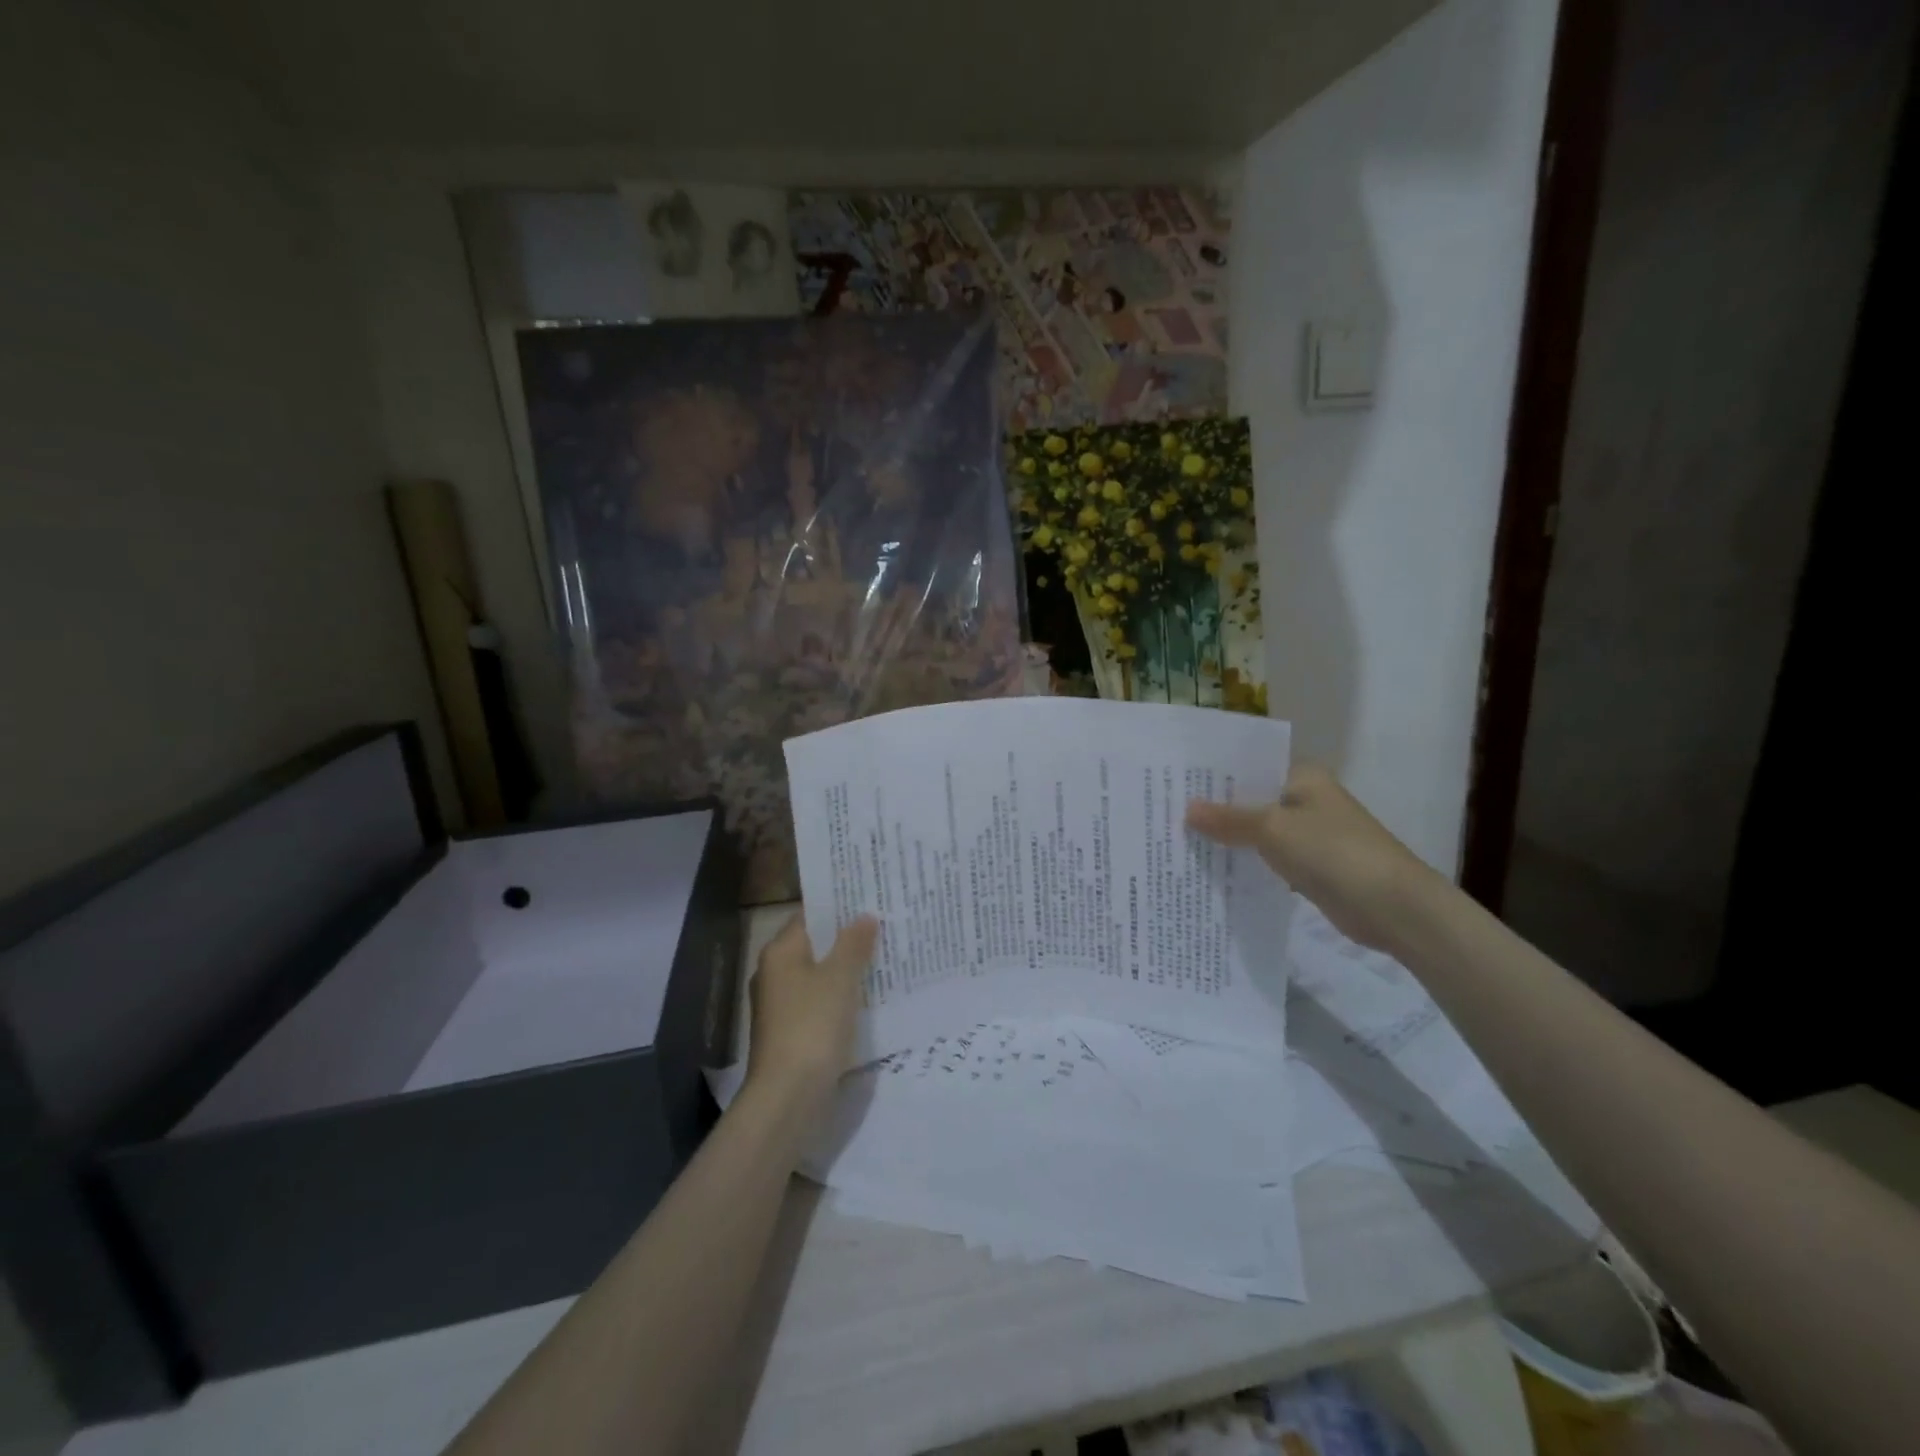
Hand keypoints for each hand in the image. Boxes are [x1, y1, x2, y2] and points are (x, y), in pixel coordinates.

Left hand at [744, 913, 878, 1109]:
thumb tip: (863, 917)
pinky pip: (820, 1003)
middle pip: (815, 946)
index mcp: (780, 952)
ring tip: (885, 959)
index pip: (810, 916)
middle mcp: (775, 974)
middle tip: (885, 927)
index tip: (870, 900)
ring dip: (847, 970)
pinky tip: (869, 998)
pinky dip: (841, 998)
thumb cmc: (812, 1025)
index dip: (839, 907)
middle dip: (848, 939)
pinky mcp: (792, 1033)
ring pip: (820, 976)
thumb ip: (853, 944)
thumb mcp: (840, 978)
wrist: (788, 1096)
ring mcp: (781, 1006)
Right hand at [1186, 764, 1440, 951]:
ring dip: (1228, 836)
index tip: (1174, 780)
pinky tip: (1212, 867)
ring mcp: (1309, 833)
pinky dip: (1245, 860)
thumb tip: (1186, 810)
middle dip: (1214, 806)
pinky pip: (1268, 856)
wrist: (1393, 907)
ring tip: (1179, 837)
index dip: (1214, 773)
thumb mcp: (1273, 829)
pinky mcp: (1310, 865)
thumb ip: (1228, 819)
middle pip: (1251, 797)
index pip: (1250, 764)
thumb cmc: (1333, 852)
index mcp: (1302, 775)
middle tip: (1166, 809)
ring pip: (1257, 829)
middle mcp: (1304, 798)